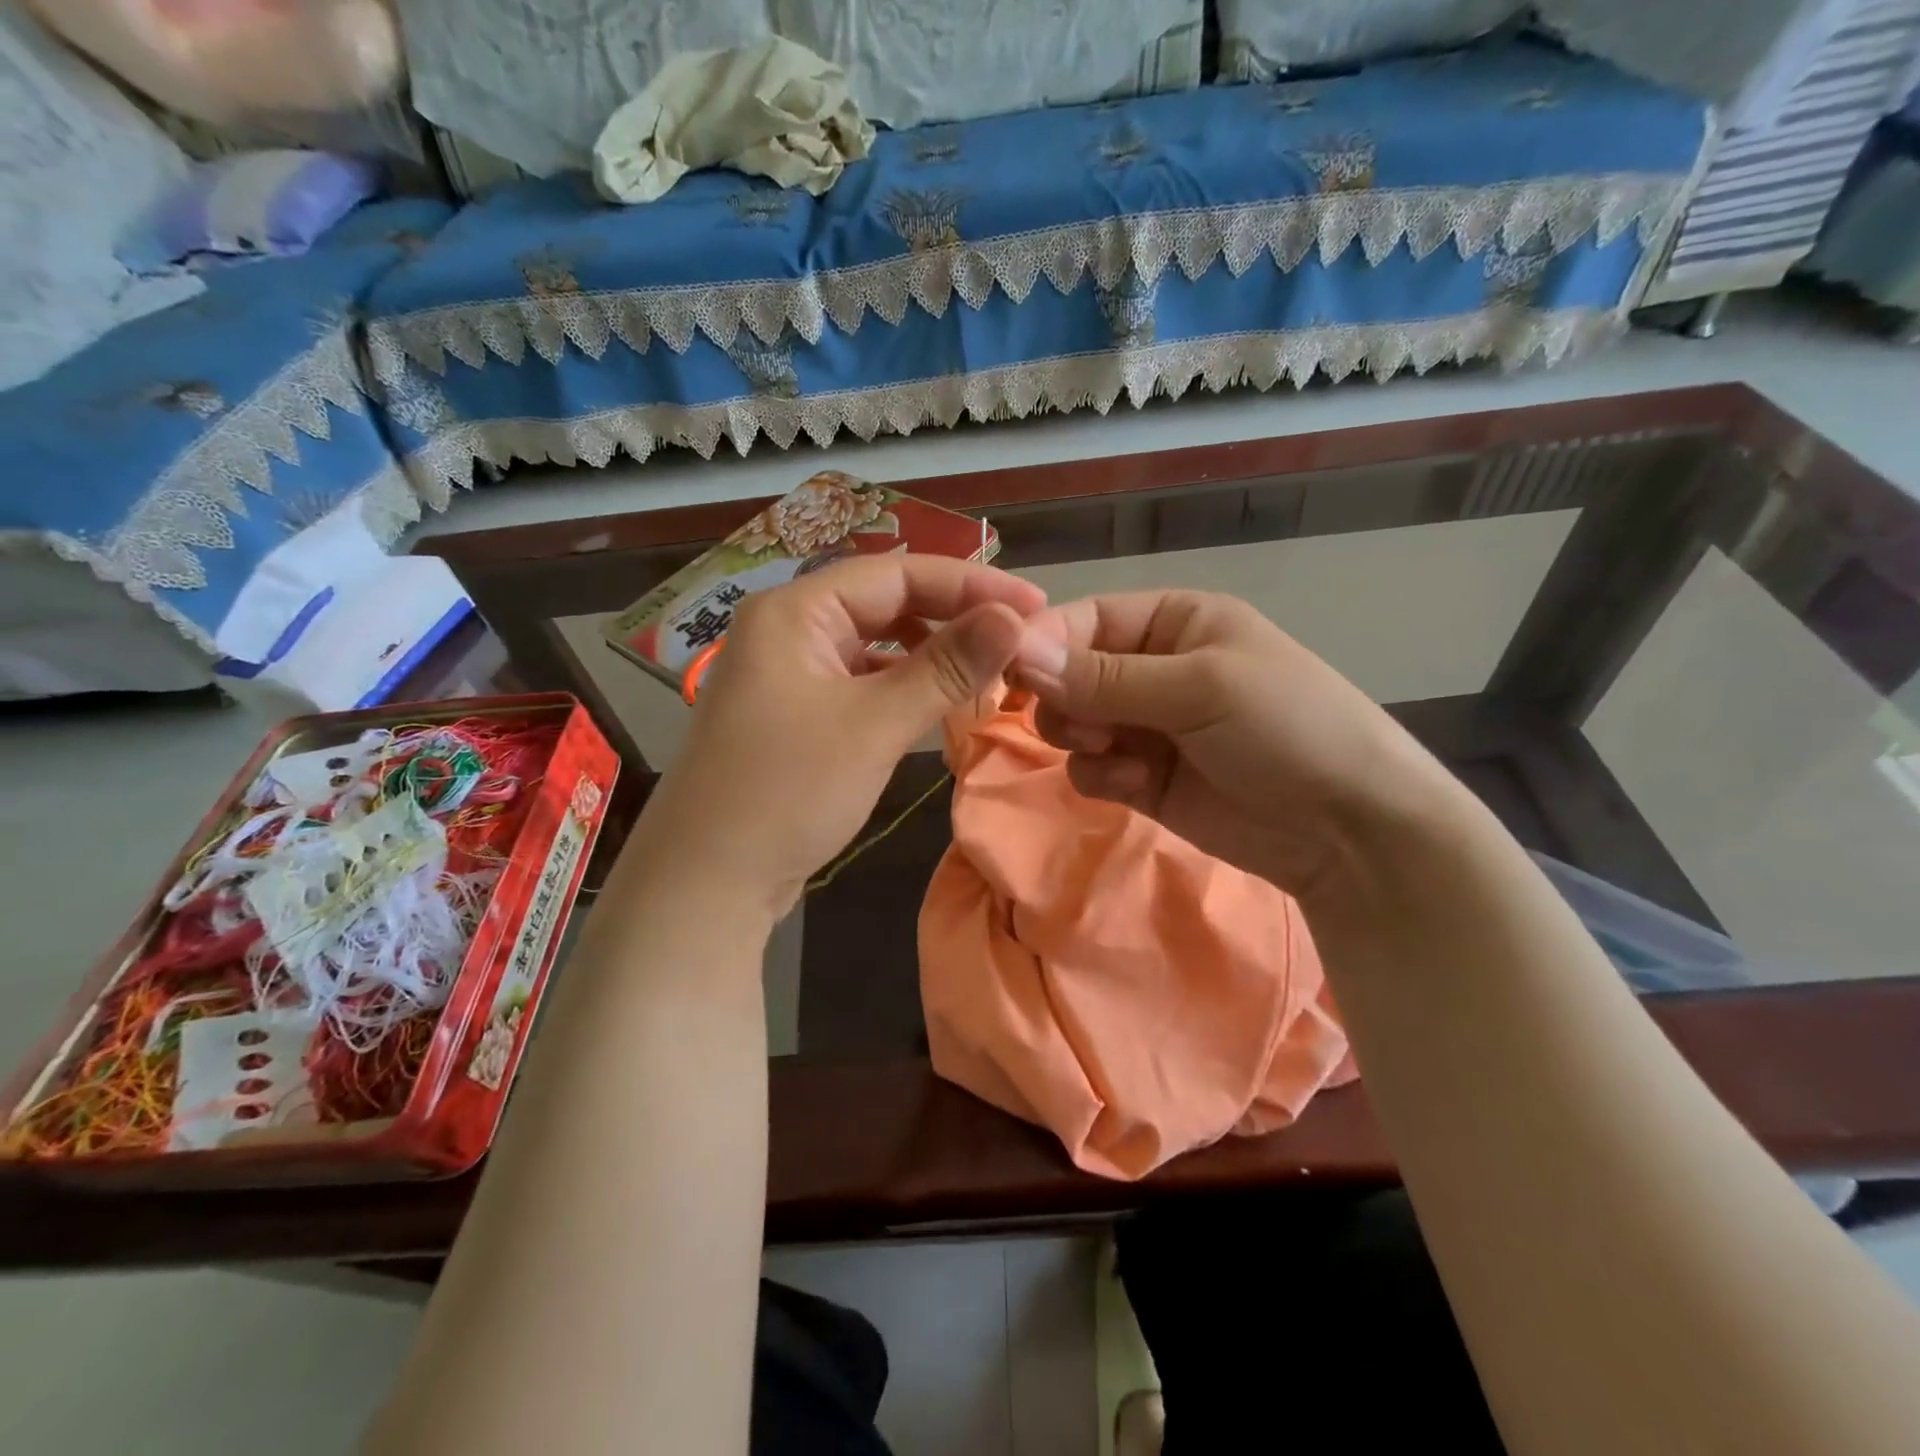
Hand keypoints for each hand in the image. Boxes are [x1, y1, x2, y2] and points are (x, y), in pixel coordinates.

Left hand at [634, 555, 1046, 916]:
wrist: (707, 883)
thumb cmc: (788, 792)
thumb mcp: (875, 725)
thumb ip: (946, 667)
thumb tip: (1014, 618)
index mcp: (796, 610)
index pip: (898, 573)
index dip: (971, 583)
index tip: (1035, 604)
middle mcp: (788, 628)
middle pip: (885, 602)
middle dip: (952, 615)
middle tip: (1017, 637)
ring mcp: (789, 673)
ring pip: (874, 643)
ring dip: (930, 652)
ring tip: (986, 668)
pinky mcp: (796, 714)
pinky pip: (860, 681)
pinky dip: (902, 686)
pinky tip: (936, 702)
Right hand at [1010, 590, 1450, 897]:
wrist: (1348, 830)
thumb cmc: (1287, 728)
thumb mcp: (1200, 688)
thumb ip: (1105, 677)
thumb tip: (1017, 652)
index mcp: (1173, 621)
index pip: (1084, 619)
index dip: (1043, 642)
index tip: (1006, 672)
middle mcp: (1152, 667)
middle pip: (1068, 673)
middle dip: (1064, 700)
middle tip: (1081, 725)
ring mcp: (1147, 725)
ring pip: (1072, 723)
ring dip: (1082, 739)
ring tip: (1120, 755)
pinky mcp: (1144, 777)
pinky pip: (1091, 767)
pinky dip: (1102, 776)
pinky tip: (1138, 786)